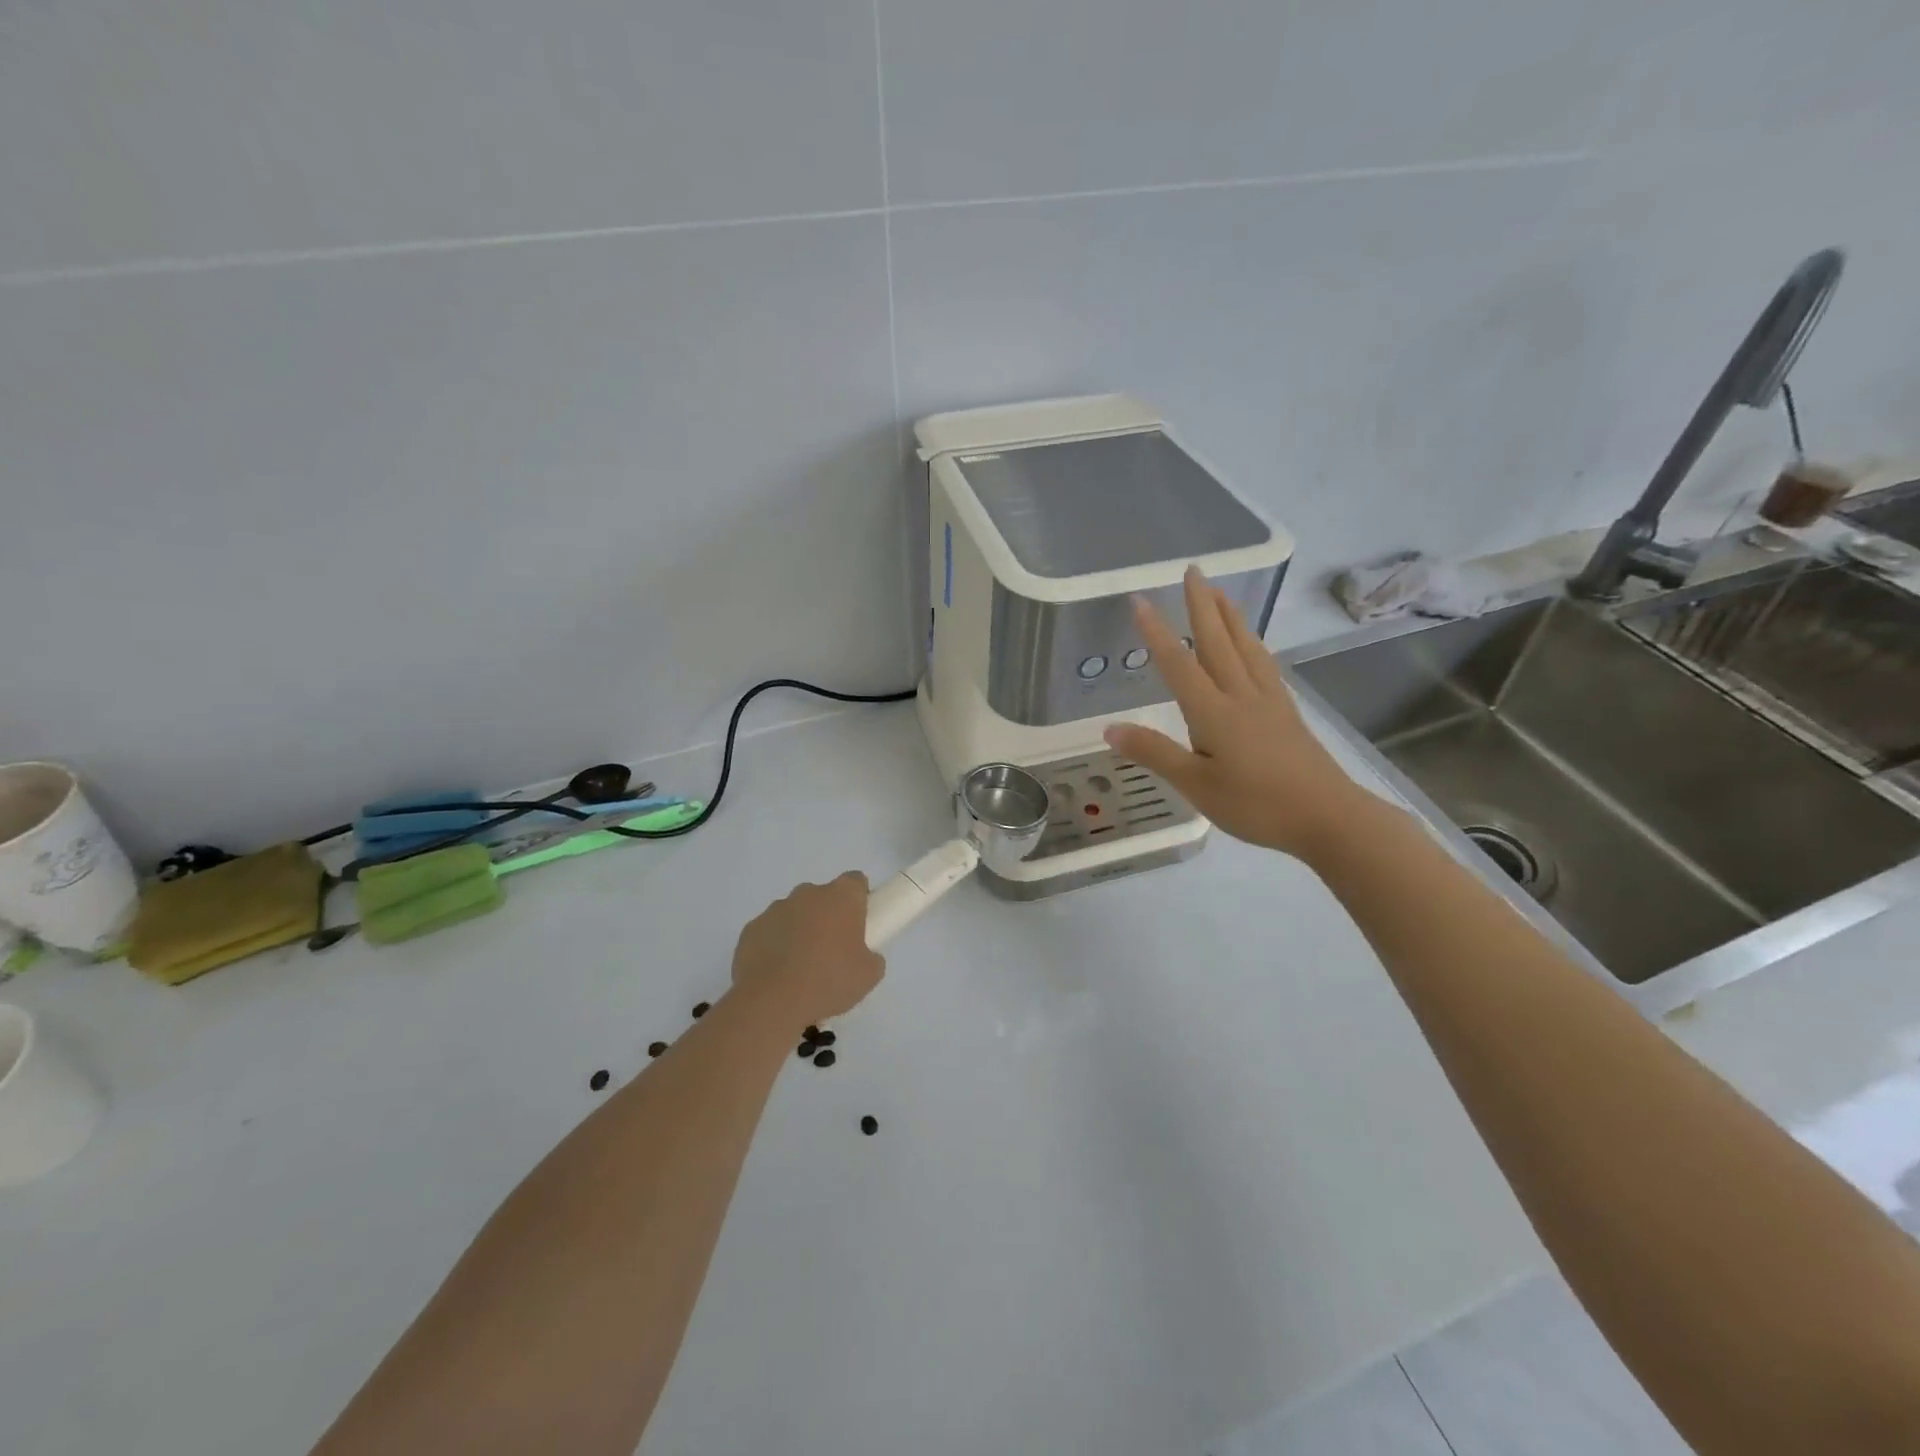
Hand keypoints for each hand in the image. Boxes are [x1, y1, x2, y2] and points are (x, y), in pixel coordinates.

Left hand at [731, 872, 884, 1030]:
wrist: (772, 1002)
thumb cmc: (829, 981)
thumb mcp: (870, 975)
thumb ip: (871, 956)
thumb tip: (864, 955)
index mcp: (841, 897)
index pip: (855, 881)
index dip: (860, 899)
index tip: (860, 923)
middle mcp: (807, 894)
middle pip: (823, 897)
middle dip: (828, 918)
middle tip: (833, 952)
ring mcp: (775, 909)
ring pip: (795, 914)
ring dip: (800, 931)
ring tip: (802, 969)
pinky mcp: (751, 929)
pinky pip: (770, 932)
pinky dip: (775, 946)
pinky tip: (778, 975)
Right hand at [1104, 567, 1363, 859]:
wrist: (1328, 817)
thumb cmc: (1256, 804)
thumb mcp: (1196, 785)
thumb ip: (1154, 753)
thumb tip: (1110, 728)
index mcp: (1213, 711)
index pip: (1178, 663)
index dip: (1156, 632)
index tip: (1139, 601)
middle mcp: (1241, 695)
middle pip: (1217, 642)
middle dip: (1201, 605)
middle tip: (1193, 570)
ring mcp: (1268, 701)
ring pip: (1245, 648)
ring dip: (1230, 617)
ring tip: (1220, 594)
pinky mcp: (1286, 713)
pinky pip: (1264, 665)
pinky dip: (1253, 644)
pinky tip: (1253, 646)